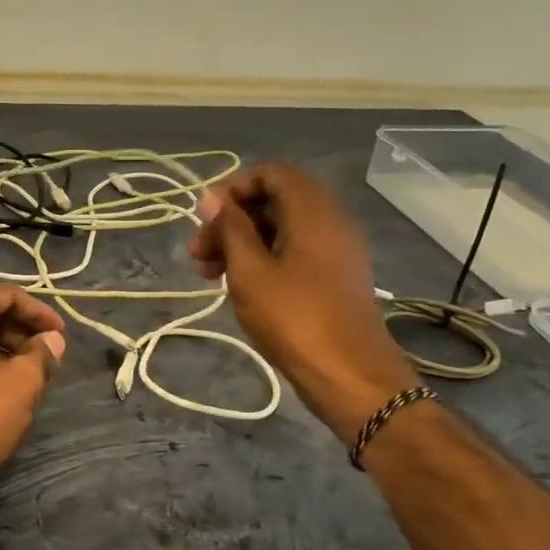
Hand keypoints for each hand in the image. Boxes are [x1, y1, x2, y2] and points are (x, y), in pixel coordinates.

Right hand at [189, 163, 417, 439]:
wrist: (350, 375)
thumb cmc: (294, 318)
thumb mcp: (250, 271)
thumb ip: (230, 229)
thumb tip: (212, 198)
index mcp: (313, 211)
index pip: (271, 173)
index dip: (234, 187)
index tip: (205, 217)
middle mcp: (330, 221)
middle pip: (275, 201)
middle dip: (232, 220)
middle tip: (198, 252)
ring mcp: (336, 250)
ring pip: (282, 228)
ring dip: (243, 242)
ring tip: (209, 274)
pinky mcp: (335, 276)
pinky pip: (295, 251)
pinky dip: (263, 258)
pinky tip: (239, 286)